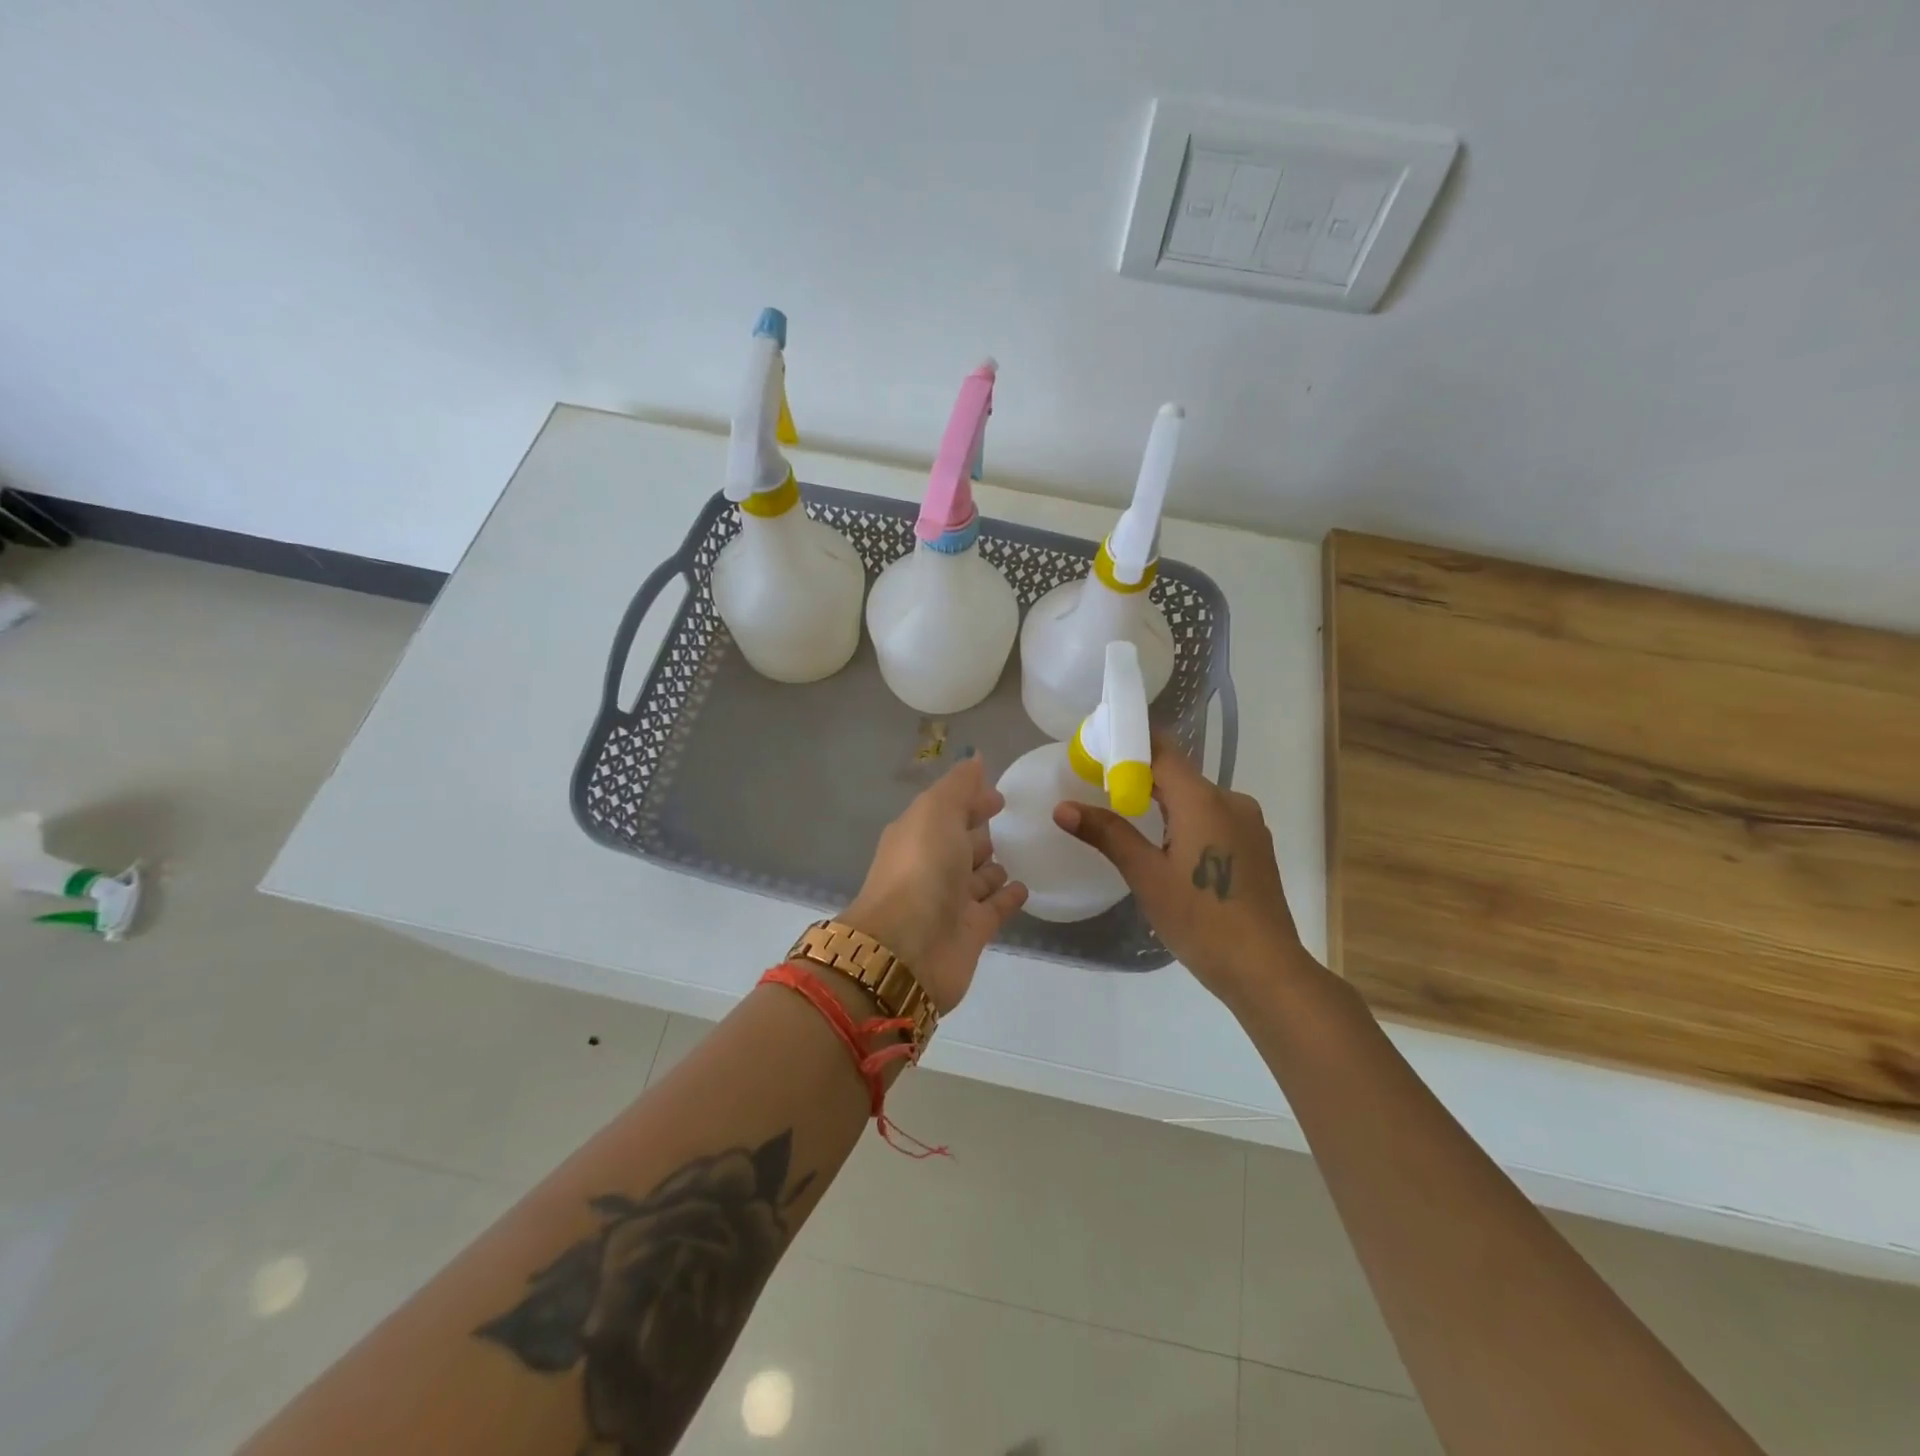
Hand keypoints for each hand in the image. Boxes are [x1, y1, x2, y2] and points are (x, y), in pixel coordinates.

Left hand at [841, 756, 1027, 1014]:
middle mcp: (932, 866)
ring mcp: (950, 901)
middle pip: (961, 843)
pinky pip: (994, 908)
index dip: (970, 799)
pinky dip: (1007, 897)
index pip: (948, 810)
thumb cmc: (921, 869)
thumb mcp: (936, 812)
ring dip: (993, 866)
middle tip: (1011, 821)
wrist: (907, 949)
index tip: (998, 794)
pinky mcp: (970, 932)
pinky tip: (1024, 887)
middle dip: (980, 831)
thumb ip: (959, 786)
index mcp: (918, 834)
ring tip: (1020, 854)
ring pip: (977, 878)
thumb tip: (975, 758)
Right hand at [1054, 738, 1305, 1007]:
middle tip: (1099, 785)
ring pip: (1197, 798)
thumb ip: (1107, 834)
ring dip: (1164, 801)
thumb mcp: (1147, 876)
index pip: (1163, 750)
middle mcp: (1231, 801)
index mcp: (1203, 800)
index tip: (1096, 749)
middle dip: (1140, 775)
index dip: (1129, 743)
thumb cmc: (1201, 920)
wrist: (1265, 970)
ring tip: (1127, 816)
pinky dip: (1186, 820)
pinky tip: (1168, 846)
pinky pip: (1214, 818)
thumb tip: (1063, 807)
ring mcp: (1248, 824)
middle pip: (1179, 774)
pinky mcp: (1255, 847)